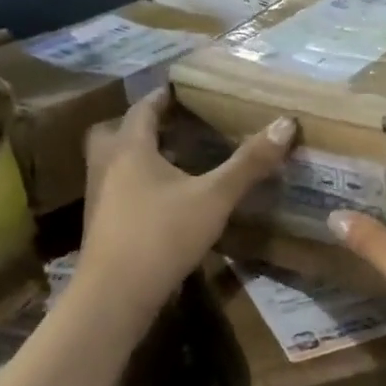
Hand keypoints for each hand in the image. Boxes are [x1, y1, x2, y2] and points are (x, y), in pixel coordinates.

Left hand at [77, 88, 295, 313]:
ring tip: (168, 160)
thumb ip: (249, 163)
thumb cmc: (163, 235)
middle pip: (115, 133)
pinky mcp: (101, 226)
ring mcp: (98, 197)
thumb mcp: (214, 198)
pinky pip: (116, 191)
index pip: (143, 109)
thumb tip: (286, 123)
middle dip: (139, 125)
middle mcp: (106, 166)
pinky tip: (160, 201)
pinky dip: (134, 185)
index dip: (162, 97)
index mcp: (130, 148)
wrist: (115, 294)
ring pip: (112, 163)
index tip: (179, 90)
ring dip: (134, 156)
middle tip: (167, 125)